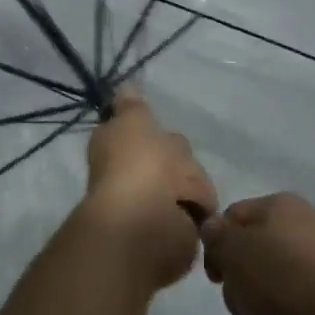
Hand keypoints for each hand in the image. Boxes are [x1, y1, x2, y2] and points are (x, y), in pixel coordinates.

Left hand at [83, 91, 217, 292]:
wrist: (150, 220)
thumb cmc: (138, 163)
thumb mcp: (132, 120)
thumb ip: (132, 105)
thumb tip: (126, 87)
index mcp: (115, 148)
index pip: (135, 132)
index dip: (148, 130)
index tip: (160, 129)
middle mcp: (131, 174)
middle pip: (166, 157)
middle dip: (179, 159)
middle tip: (183, 162)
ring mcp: (153, 202)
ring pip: (186, 181)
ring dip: (192, 185)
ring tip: (188, 190)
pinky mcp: (175, 227)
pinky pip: (196, 209)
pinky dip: (199, 208)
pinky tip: (199, 208)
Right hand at [200, 193, 314, 314]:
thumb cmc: (292, 284)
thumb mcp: (239, 252)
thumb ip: (218, 238)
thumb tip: (214, 227)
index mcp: (282, 211)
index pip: (233, 218)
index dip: (217, 248)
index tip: (218, 278)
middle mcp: (303, 240)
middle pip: (249, 270)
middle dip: (245, 299)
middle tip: (252, 306)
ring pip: (269, 310)